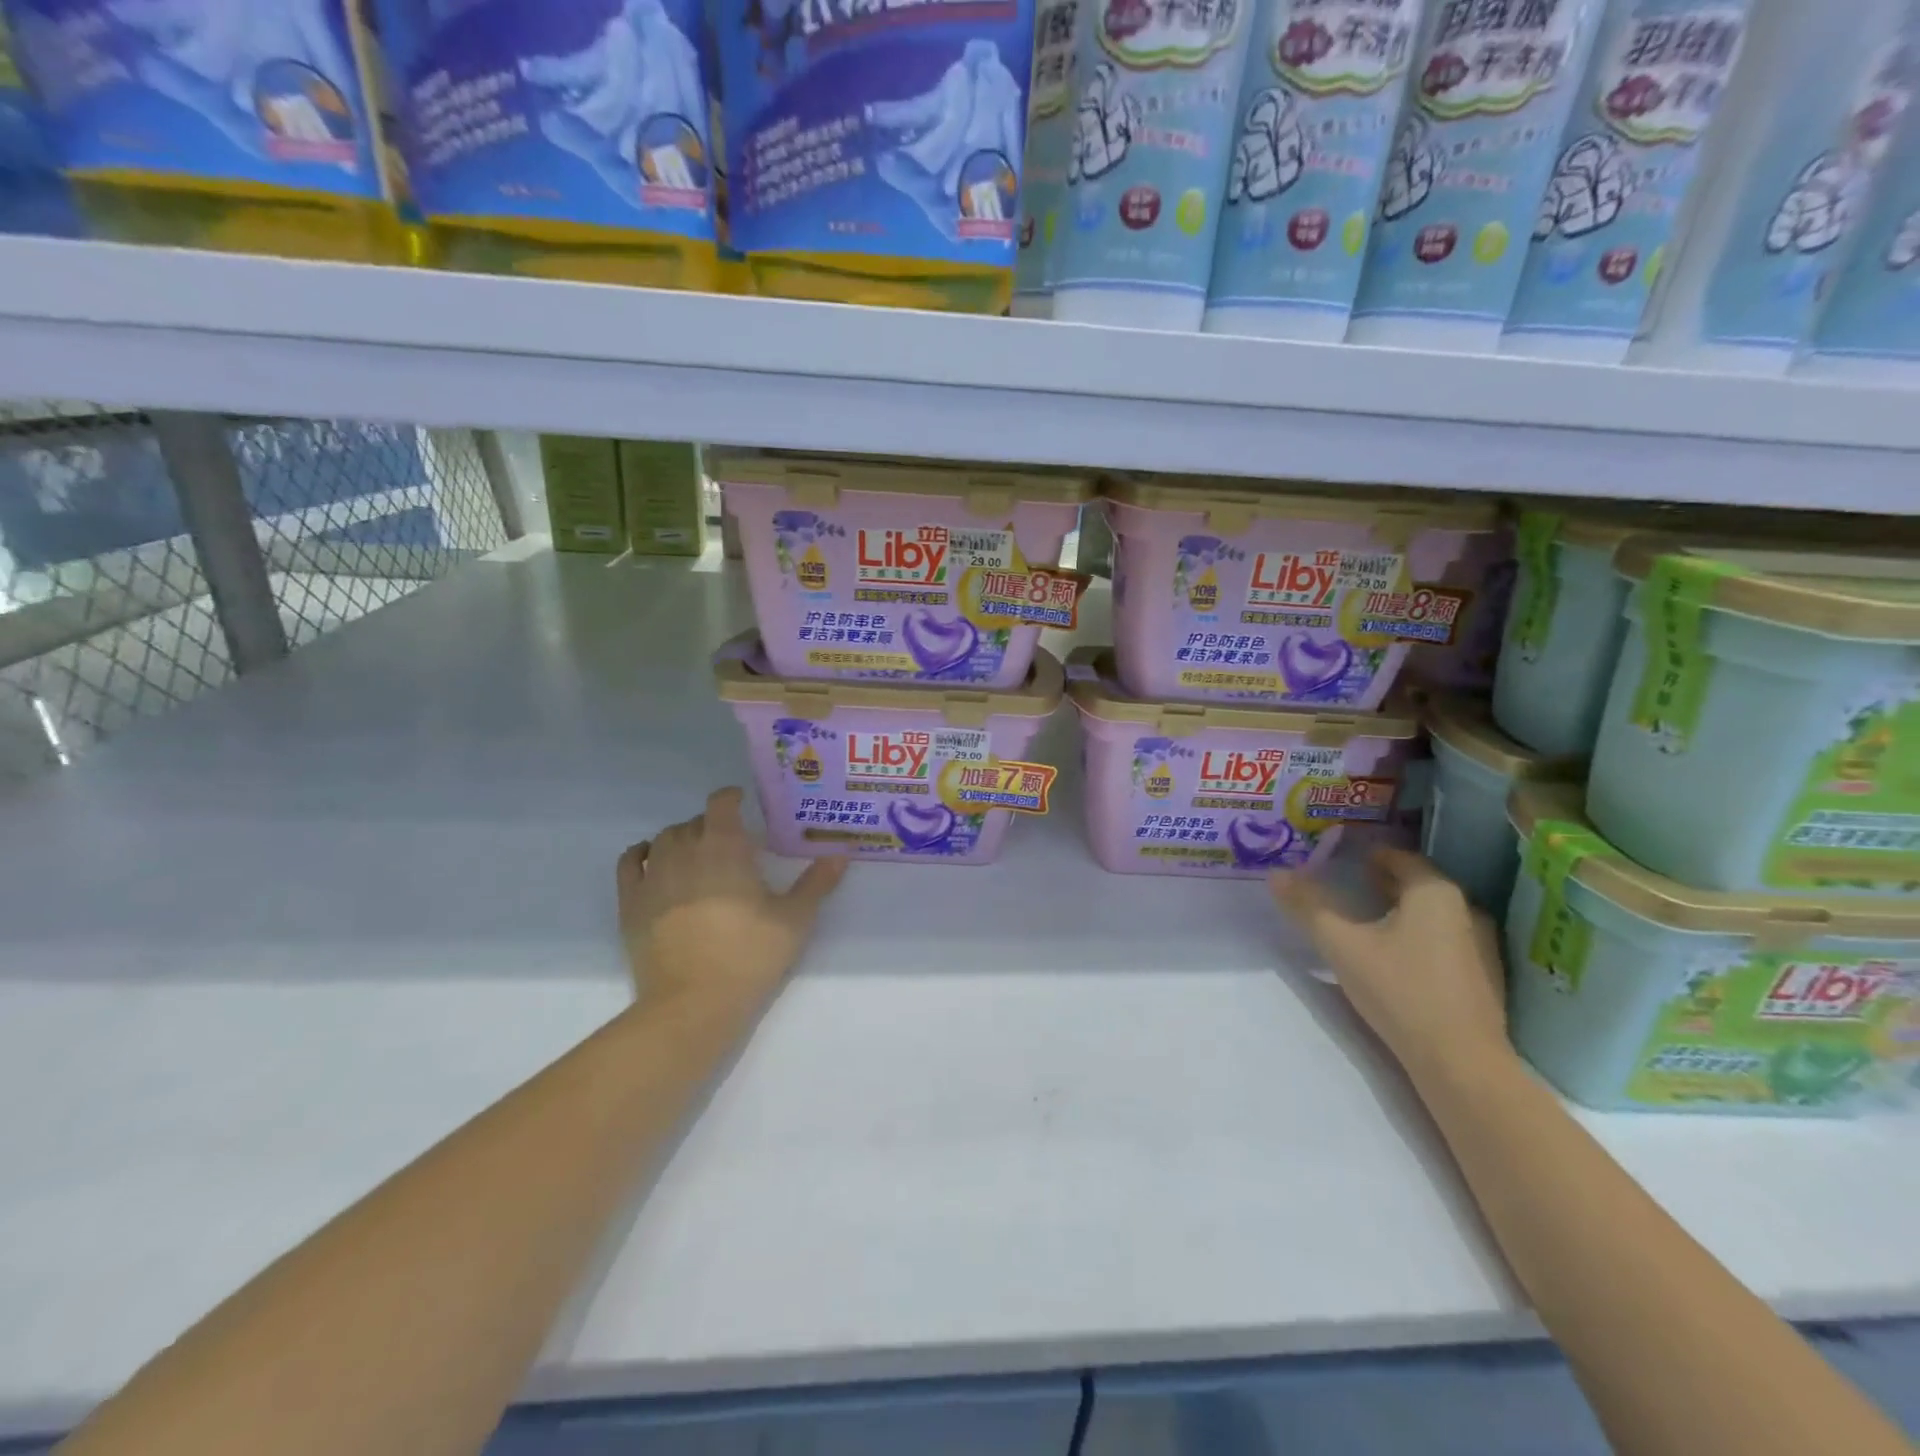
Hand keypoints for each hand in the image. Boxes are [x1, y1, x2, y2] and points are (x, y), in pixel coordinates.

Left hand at [617, 787, 846, 1014]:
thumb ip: (817, 883)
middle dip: (712, 824)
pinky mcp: (630, 902)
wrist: (693, 1003)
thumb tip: (840, 855)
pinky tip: (653, 861)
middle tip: (731, 842)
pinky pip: (630, 862)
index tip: (743, 802)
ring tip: (697, 853)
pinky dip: (642, 853)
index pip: (721, 803)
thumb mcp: (795, 919)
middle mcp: (684, 851)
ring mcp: (652, 876)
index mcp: (725, 848)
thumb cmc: (750, 955)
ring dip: (681, 838)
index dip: (731, 797)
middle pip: (694, 822)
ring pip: (663, 839)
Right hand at [1271, 847, 1512, 1088]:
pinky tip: (1395, 959)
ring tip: (1365, 924)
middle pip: (1416, 884)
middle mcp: (1466, 909)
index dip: (1365, 856)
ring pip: (1431, 915)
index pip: (1397, 857)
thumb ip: (1308, 907)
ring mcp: (1481, 945)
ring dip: (1399, 912)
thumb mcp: (1341, 946)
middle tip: (1343, 890)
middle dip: (1379, 883)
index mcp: (1434, 892)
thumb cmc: (1400, 991)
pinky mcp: (1485, 977)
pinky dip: (1418, 938)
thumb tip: (1275, 874)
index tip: (1337, 863)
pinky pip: (1444, 941)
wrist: (1461, 1063)